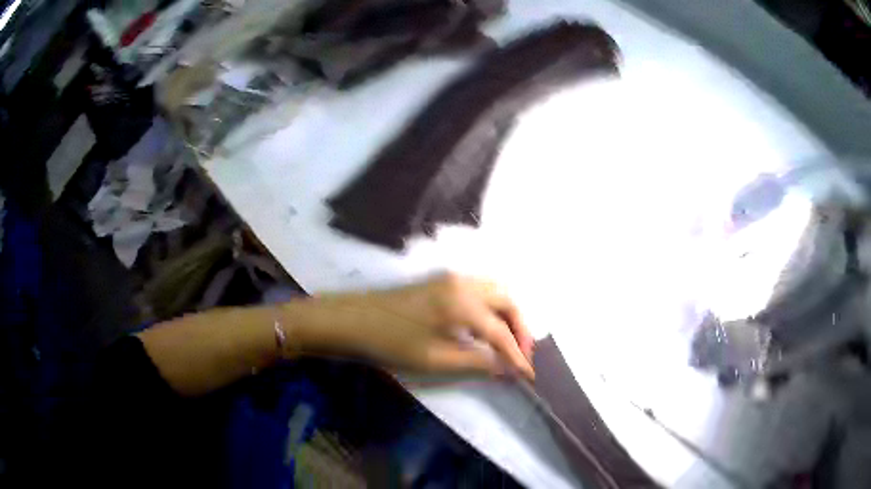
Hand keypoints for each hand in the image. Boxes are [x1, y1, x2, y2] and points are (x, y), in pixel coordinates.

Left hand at [289, 273, 534, 378]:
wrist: (352, 319)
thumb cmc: (391, 342)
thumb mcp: (435, 360)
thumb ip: (476, 362)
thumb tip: (506, 369)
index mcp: (463, 303)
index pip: (501, 332)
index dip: (518, 355)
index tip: (529, 375)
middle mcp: (464, 283)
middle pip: (507, 301)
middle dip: (520, 329)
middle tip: (520, 356)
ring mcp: (452, 278)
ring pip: (496, 291)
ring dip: (508, 316)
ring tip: (508, 343)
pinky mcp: (442, 281)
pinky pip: (481, 289)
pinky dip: (494, 307)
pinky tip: (487, 328)